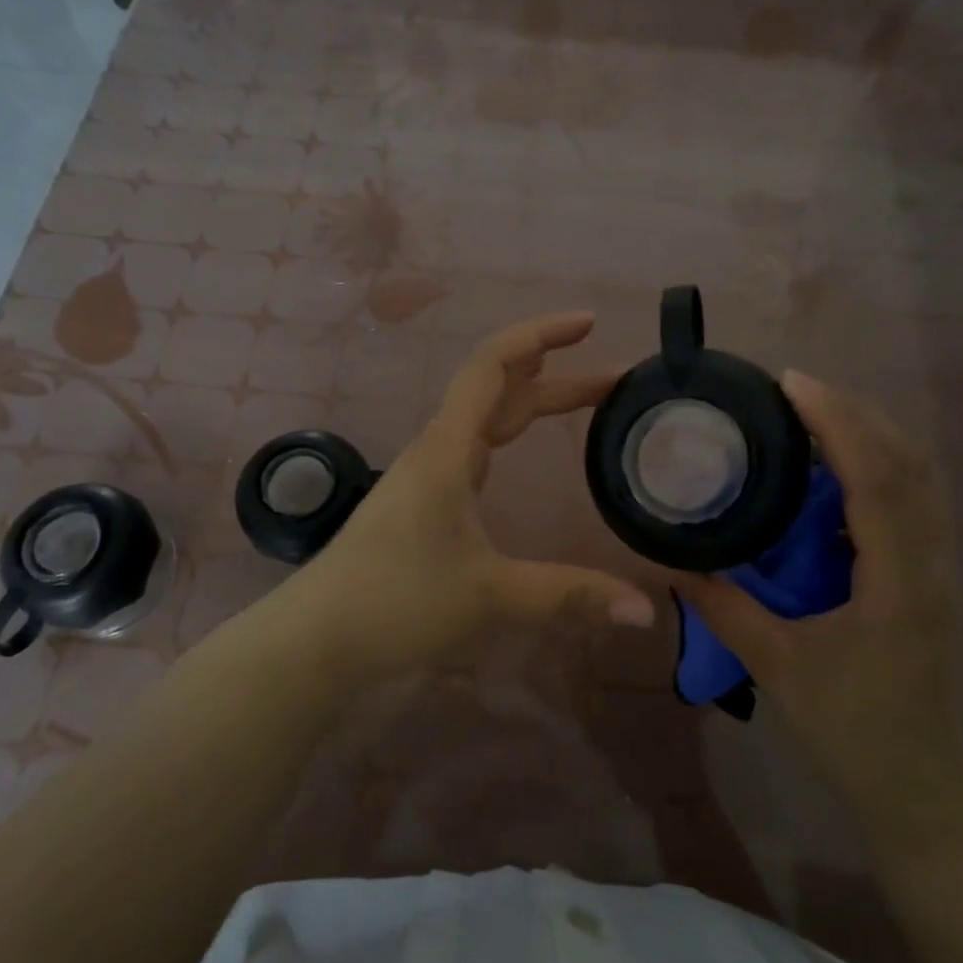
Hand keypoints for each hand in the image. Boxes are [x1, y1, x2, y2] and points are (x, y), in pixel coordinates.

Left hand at [288, 311, 655, 683]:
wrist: (317, 638)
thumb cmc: (397, 603)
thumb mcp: (491, 597)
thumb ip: (569, 596)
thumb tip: (646, 611)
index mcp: (448, 450)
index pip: (494, 366)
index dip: (541, 335)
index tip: (588, 324)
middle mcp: (436, 450)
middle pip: (498, 389)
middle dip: (556, 375)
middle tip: (613, 379)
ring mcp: (425, 474)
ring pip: (485, 419)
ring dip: (532, 402)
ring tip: (582, 402)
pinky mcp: (420, 501)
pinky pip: (472, 448)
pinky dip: (508, 434)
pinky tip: (518, 451)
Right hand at [674, 372, 962, 820]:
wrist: (919, 781)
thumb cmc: (852, 727)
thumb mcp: (778, 668)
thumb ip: (724, 610)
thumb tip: (672, 563)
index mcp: (897, 580)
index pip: (876, 478)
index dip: (837, 422)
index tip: (791, 384)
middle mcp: (928, 560)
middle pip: (906, 461)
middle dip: (852, 412)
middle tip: (791, 389)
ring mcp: (935, 566)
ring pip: (915, 476)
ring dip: (867, 432)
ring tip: (809, 412)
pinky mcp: (925, 574)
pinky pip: (908, 498)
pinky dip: (874, 463)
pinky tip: (831, 466)